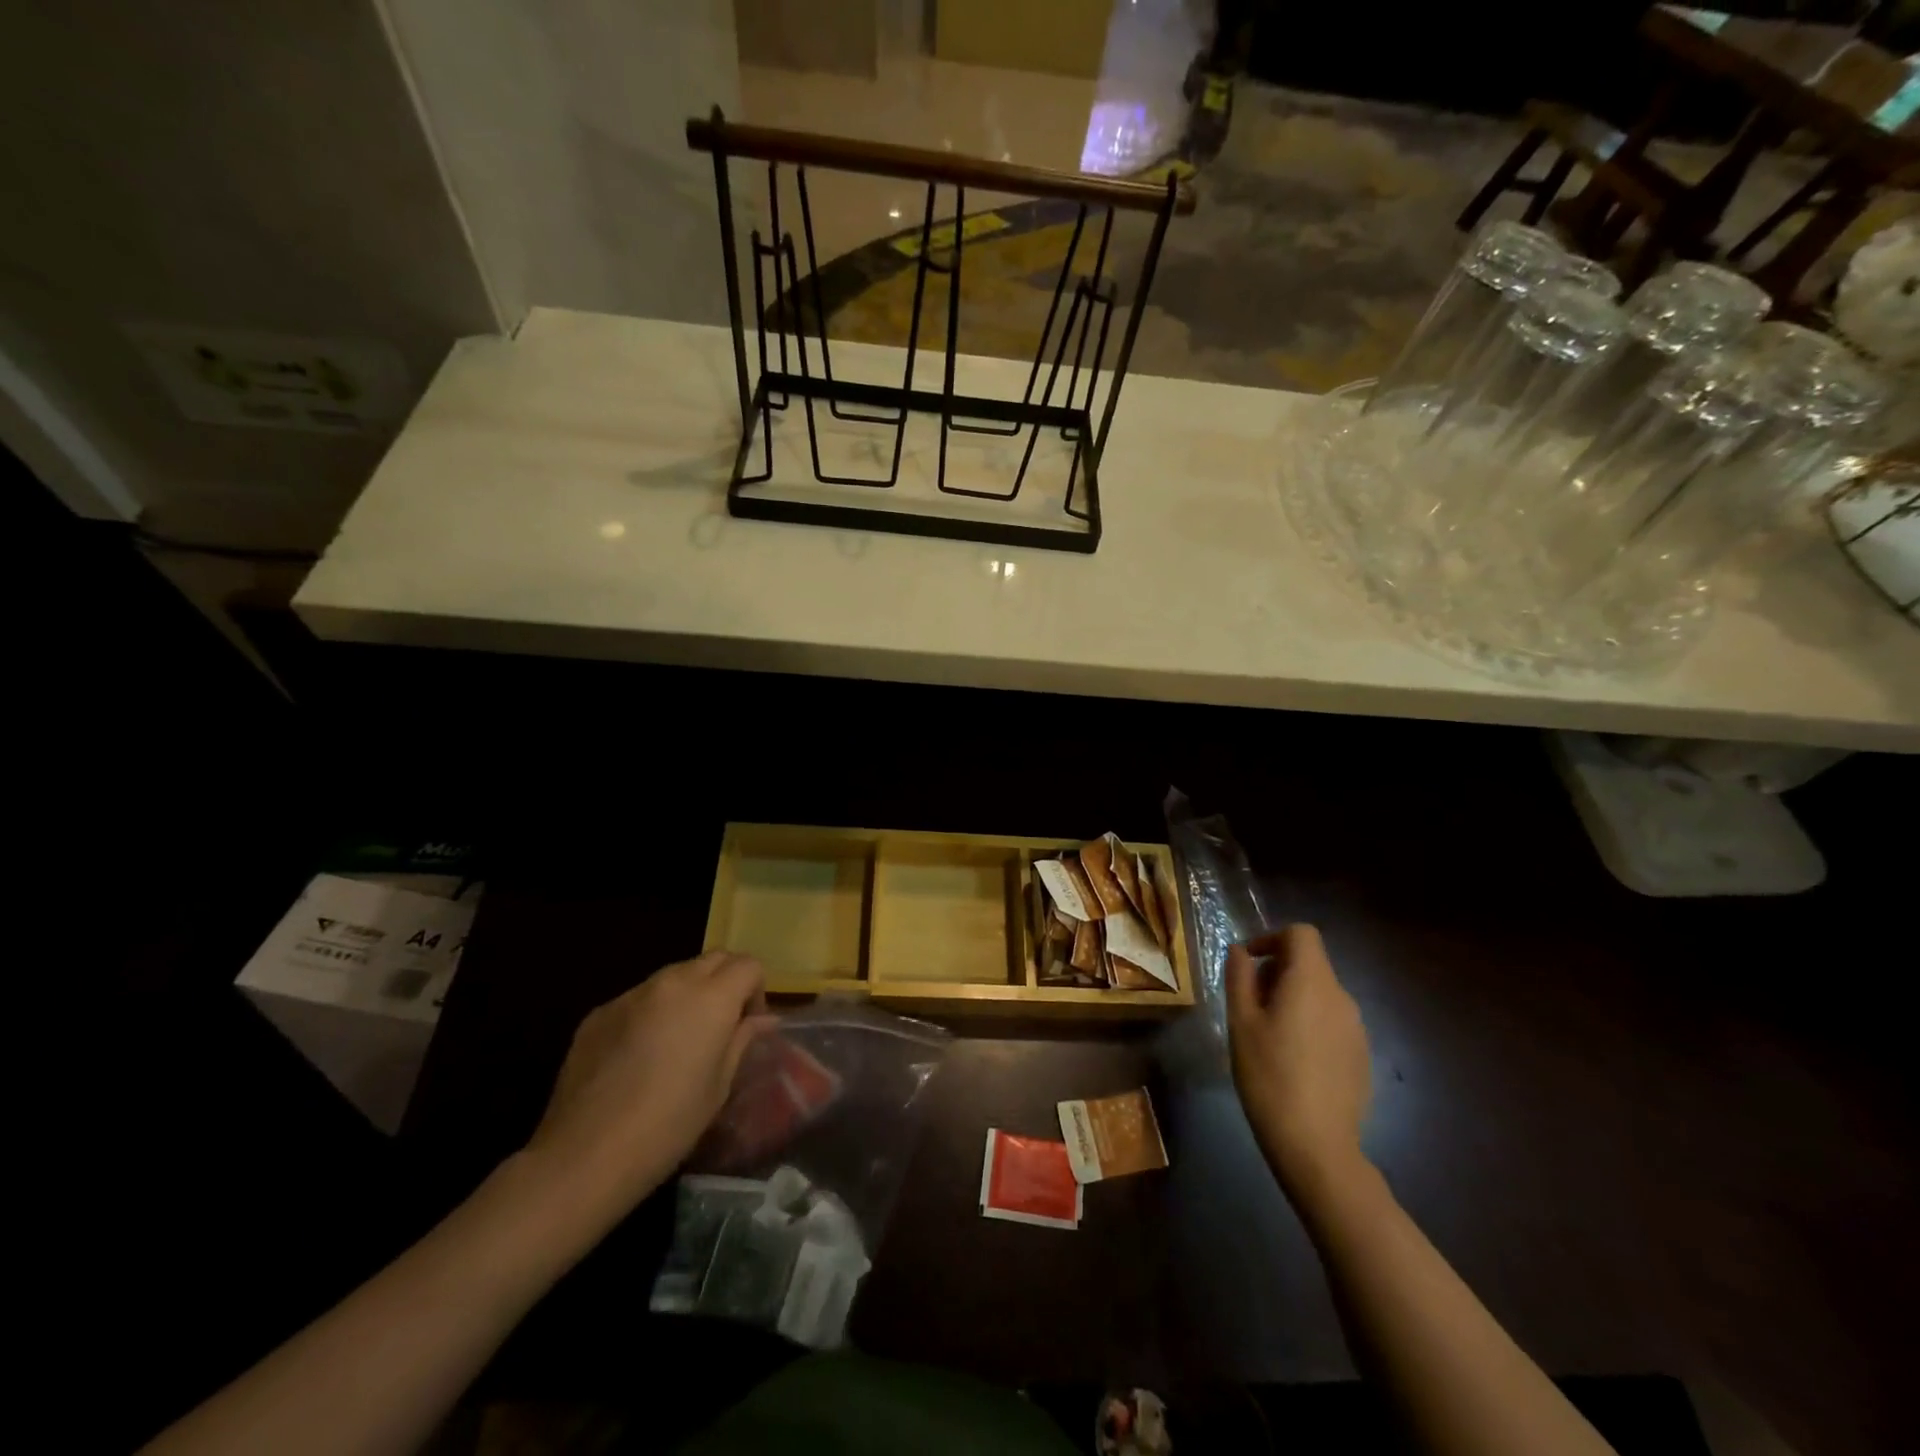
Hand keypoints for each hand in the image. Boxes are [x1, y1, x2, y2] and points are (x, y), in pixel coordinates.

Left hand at [526, 952, 770, 1221]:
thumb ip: (742, 1040)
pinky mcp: (599, 1013)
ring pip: (674, 975)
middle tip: (722, 1024)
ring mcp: (631, 994)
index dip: (756, 990)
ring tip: (680, 1038)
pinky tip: (640, 1055)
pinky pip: (638, 998)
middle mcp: (672, 983)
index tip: (748, 1024)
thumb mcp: (719, 1086)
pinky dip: (652, 1011)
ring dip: (689, 993)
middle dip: (726, 981)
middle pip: (713, 959)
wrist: (585, 1156)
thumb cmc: (668, 1125)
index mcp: (711, 998)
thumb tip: (762, 1019)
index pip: (748, 965)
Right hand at [1227, 925, 1370, 1187]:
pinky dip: (1310, 1022)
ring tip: (1266, 1032)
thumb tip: (1241, 951)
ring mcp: (1357, 1029)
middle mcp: (1341, 997)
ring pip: (1321, 994)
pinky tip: (1292, 1059)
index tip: (1248, 962)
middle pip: (1311, 963)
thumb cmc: (1269, 1075)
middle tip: (1248, 1002)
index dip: (1272, 938)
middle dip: (1277, 971)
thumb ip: (1240, 977)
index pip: (1301, 934)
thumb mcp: (1241, 1022)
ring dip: (1293, 997)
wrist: (1316, 1145)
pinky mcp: (1361, 1056)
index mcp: (1312, 982)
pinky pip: (1332, 1022)